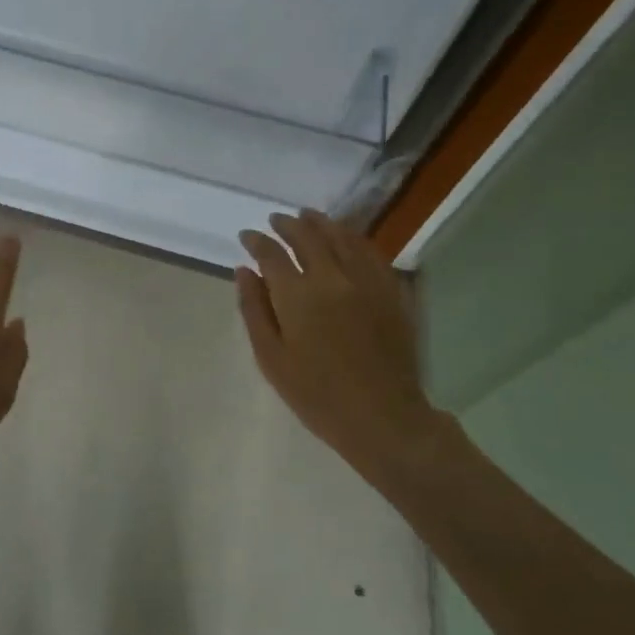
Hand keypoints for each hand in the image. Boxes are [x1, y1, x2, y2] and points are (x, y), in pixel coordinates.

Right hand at [236, 209, 443, 477]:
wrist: (382, 417)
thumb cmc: (317, 395)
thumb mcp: (271, 358)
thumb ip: (254, 310)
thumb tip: (244, 271)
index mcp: (298, 295)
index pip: (272, 254)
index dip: (256, 241)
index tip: (247, 237)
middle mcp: (332, 277)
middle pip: (307, 237)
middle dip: (287, 225)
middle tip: (275, 220)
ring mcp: (366, 281)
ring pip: (341, 237)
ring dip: (321, 223)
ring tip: (307, 217)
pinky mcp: (391, 291)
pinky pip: (370, 252)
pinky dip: (353, 238)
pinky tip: (346, 238)